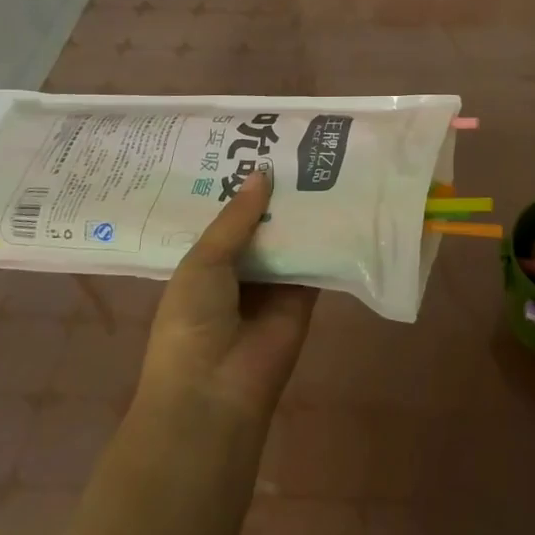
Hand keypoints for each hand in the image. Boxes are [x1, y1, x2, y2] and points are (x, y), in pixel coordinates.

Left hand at [136, 167, 316, 424]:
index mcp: (205, 262)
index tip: (257, 144)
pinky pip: (317, 262)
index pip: (226, 216)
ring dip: (304, 210)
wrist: (216, 390)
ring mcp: (274, 283)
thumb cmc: (191, 322)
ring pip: (291, 238)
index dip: (240, 185)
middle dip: (276, 192)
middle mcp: (240, 268)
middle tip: (298, 145)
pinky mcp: (305, 296)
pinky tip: (343, 201)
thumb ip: (235, 218)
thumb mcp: (202, 262)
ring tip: (324, 160)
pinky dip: (328, 238)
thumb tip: (263, 171)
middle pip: (262, 223)